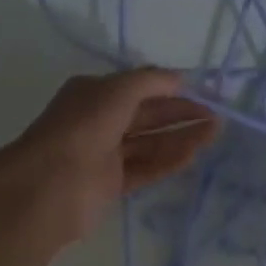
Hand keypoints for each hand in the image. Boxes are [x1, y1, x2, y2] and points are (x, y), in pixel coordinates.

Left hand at [0, 69, 218, 244]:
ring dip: (182, 137)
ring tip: (214, 134)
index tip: (203, 93)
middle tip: (216, 116)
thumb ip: (150, 82)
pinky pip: (146, 168)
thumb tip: (179, 78)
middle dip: (181, 114)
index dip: (171, 89)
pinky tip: (193, 154)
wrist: (49, 186)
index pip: (140, 88)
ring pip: (150, 143)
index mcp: (94, 94)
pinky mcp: (112, 184)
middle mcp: (99, 121)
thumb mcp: (117, 91)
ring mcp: (105, 154)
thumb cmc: (82, 128)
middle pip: (148, 115)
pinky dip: (169, 160)